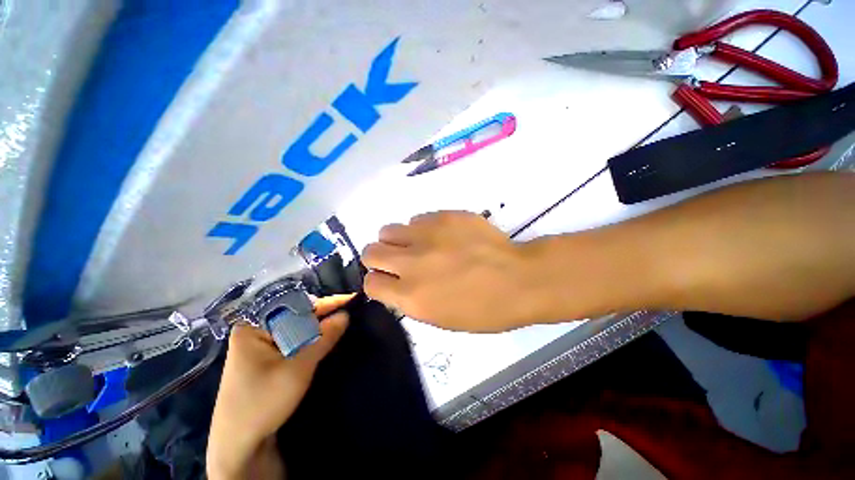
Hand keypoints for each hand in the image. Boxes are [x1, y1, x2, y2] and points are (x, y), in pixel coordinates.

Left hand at [207, 295, 351, 478]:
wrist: (239, 446)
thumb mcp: (299, 367)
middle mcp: (255, 331)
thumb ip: (324, 337)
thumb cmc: (264, 402)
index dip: (326, 303)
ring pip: (295, 329)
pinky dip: (310, 340)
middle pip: (295, 316)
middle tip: (350, 313)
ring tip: (343, 322)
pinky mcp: (265, 359)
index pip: (296, 305)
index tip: (351, 300)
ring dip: (318, 328)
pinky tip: (325, 339)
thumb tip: (346, 314)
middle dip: (323, 315)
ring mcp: (258, 346)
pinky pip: (292, 341)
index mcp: (253, 327)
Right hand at [362, 211, 538, 331]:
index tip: (389, 280)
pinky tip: (441, 236)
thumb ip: (409, 299)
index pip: (370, 283)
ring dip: (398, 240)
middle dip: (379, 258)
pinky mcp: (443, 216)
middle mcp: (411, 262)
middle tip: (399, 260)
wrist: (518, 279)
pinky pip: (416, 219)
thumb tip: (395, 282)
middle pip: (370, 251)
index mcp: (411, 295)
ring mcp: (426, 235)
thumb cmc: (484, 309)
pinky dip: (421, 229)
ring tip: (420, 246)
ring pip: (388, 230)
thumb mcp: (440, 318)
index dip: (377, 282)